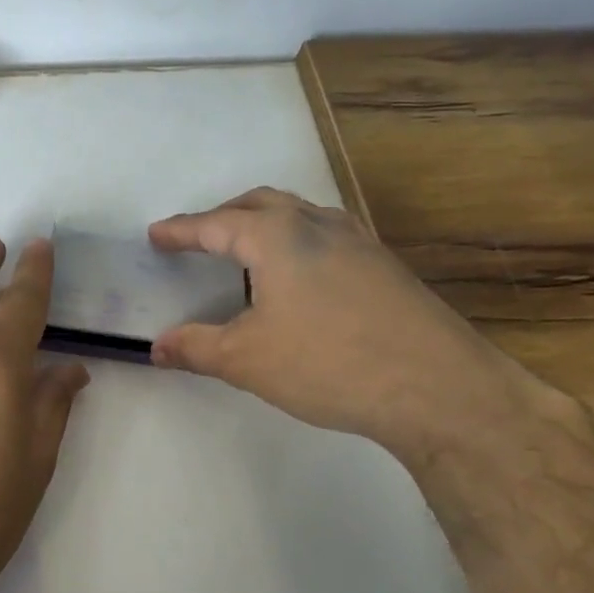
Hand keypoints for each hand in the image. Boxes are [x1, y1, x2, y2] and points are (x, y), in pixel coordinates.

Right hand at [148, 188, 563, 467]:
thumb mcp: (247, 359)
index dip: (181, 231)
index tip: (156, 235)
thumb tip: (156, 347)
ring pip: (301, 215)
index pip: (216, 224)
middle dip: (224, 216)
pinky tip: (302, 278)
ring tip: (248, 252)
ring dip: (266, 224)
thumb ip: (196, 347)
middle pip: (261, 204)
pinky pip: (328, 237)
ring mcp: (360, 241)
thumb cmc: (327, 364)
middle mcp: (318, 224)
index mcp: (277, 236)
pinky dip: (299, 243)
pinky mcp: (386, 266)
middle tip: (200, 237)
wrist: (437, 388)